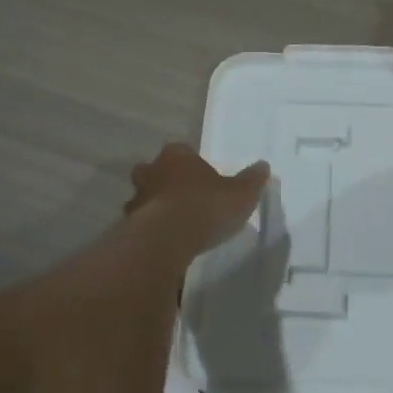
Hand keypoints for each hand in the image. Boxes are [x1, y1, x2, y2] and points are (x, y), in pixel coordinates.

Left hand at [125, 143, 269, 251]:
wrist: (168, 238)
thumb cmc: (206, 206)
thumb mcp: (240, 194)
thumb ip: (251, 180)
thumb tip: (263, 166)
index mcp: (177, 156)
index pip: (182, 151)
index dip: (191, 163)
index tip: (202, 178)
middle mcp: (152, 171)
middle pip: (155, 170)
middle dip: (165, 180)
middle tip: (183, 197)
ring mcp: (137, 197)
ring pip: (145, 196)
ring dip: (155, 205)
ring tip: (173, 223)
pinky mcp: (129, 224)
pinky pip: (140, 222)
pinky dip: (149, 228)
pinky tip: (164, 241)